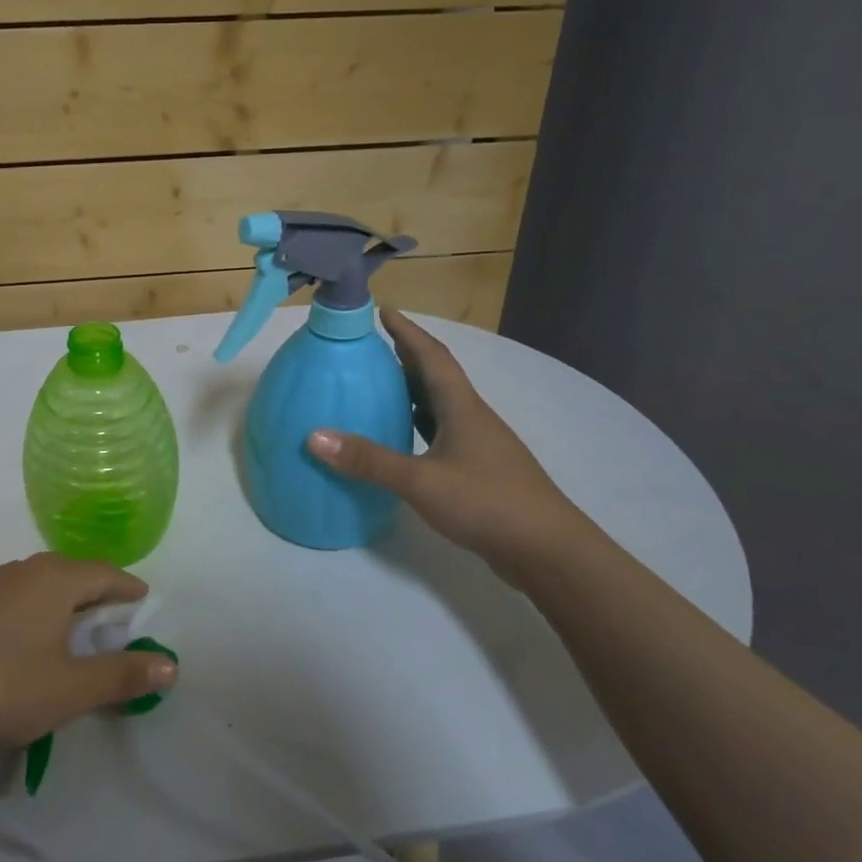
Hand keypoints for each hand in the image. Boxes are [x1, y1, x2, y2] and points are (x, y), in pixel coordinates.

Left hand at [0, 554, 175, 756]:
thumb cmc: (2, 687)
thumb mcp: (72, 689)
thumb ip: (122, 676)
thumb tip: (171, 665)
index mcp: (55, 580)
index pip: (105, 574)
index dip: (128, 588)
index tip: (143, 600)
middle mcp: (23, 572)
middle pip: (71, 573)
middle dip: (95, 590)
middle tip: (113, 614)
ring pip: (38, 583)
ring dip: (61, 600)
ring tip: (71, 624)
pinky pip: (11, 599)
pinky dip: (31, 611)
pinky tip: (22, 638)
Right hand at [307, 309, 586, 583]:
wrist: (547, 550)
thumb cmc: (486, 502)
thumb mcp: (421, 480)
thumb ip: (369, 460)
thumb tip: (314, 436)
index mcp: (462, 408)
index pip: (432, 357)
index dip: (407, 332)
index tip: (383, 310)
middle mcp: (472, 418)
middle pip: (437, 377)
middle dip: (406, 357)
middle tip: (372, 346)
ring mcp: (479, 446)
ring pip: (440, 407)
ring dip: (412, 392)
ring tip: (380, 387)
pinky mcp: (479, 471)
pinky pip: (441, 435)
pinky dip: (419, 427)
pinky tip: (403, 440)